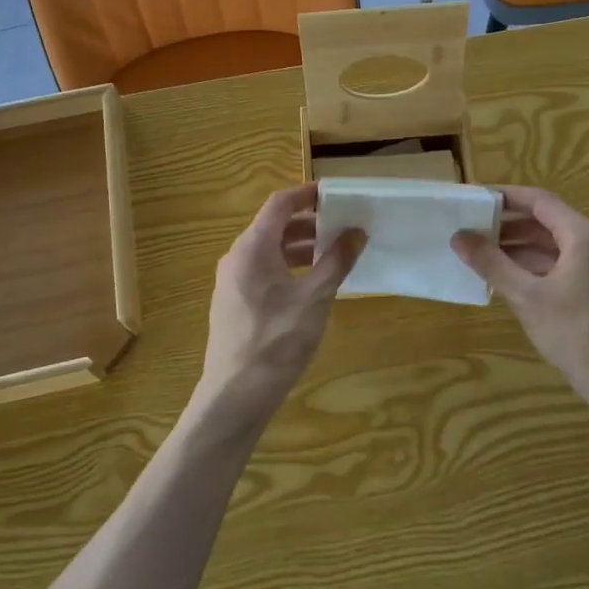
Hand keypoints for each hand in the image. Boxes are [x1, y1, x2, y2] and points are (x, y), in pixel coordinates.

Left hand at [196, 184, 362, 429]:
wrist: (235, 395)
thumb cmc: (276, 341)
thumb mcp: (314, 299)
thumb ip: (336, 261)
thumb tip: (357, 232)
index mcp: (252, 248)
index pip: (278, 204)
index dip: (306, 194)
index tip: (334, 194)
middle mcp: (237, 257)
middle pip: (273, 226)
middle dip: (308, 223)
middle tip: (341, 226)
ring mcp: (231, 281)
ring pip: (268, 250)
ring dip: (299, 246)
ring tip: (333, 254)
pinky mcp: (233, 302)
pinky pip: (262, 270)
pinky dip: (287, 266)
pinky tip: (311, 284)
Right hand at [452, 186, 588, 407]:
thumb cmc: (576, 332)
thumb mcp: (527, 297)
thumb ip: (492, 263)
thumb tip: (459, 236)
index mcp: (580, 235)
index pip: (538, 200)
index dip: (506, 196)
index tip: (474, 199)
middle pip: (544, 220)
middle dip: (507, 223)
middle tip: (470, 228)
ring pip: (550, 244)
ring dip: (517, 246)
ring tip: (480, 253)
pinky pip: (557, 264)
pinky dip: (530, 265)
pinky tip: (505, 279)